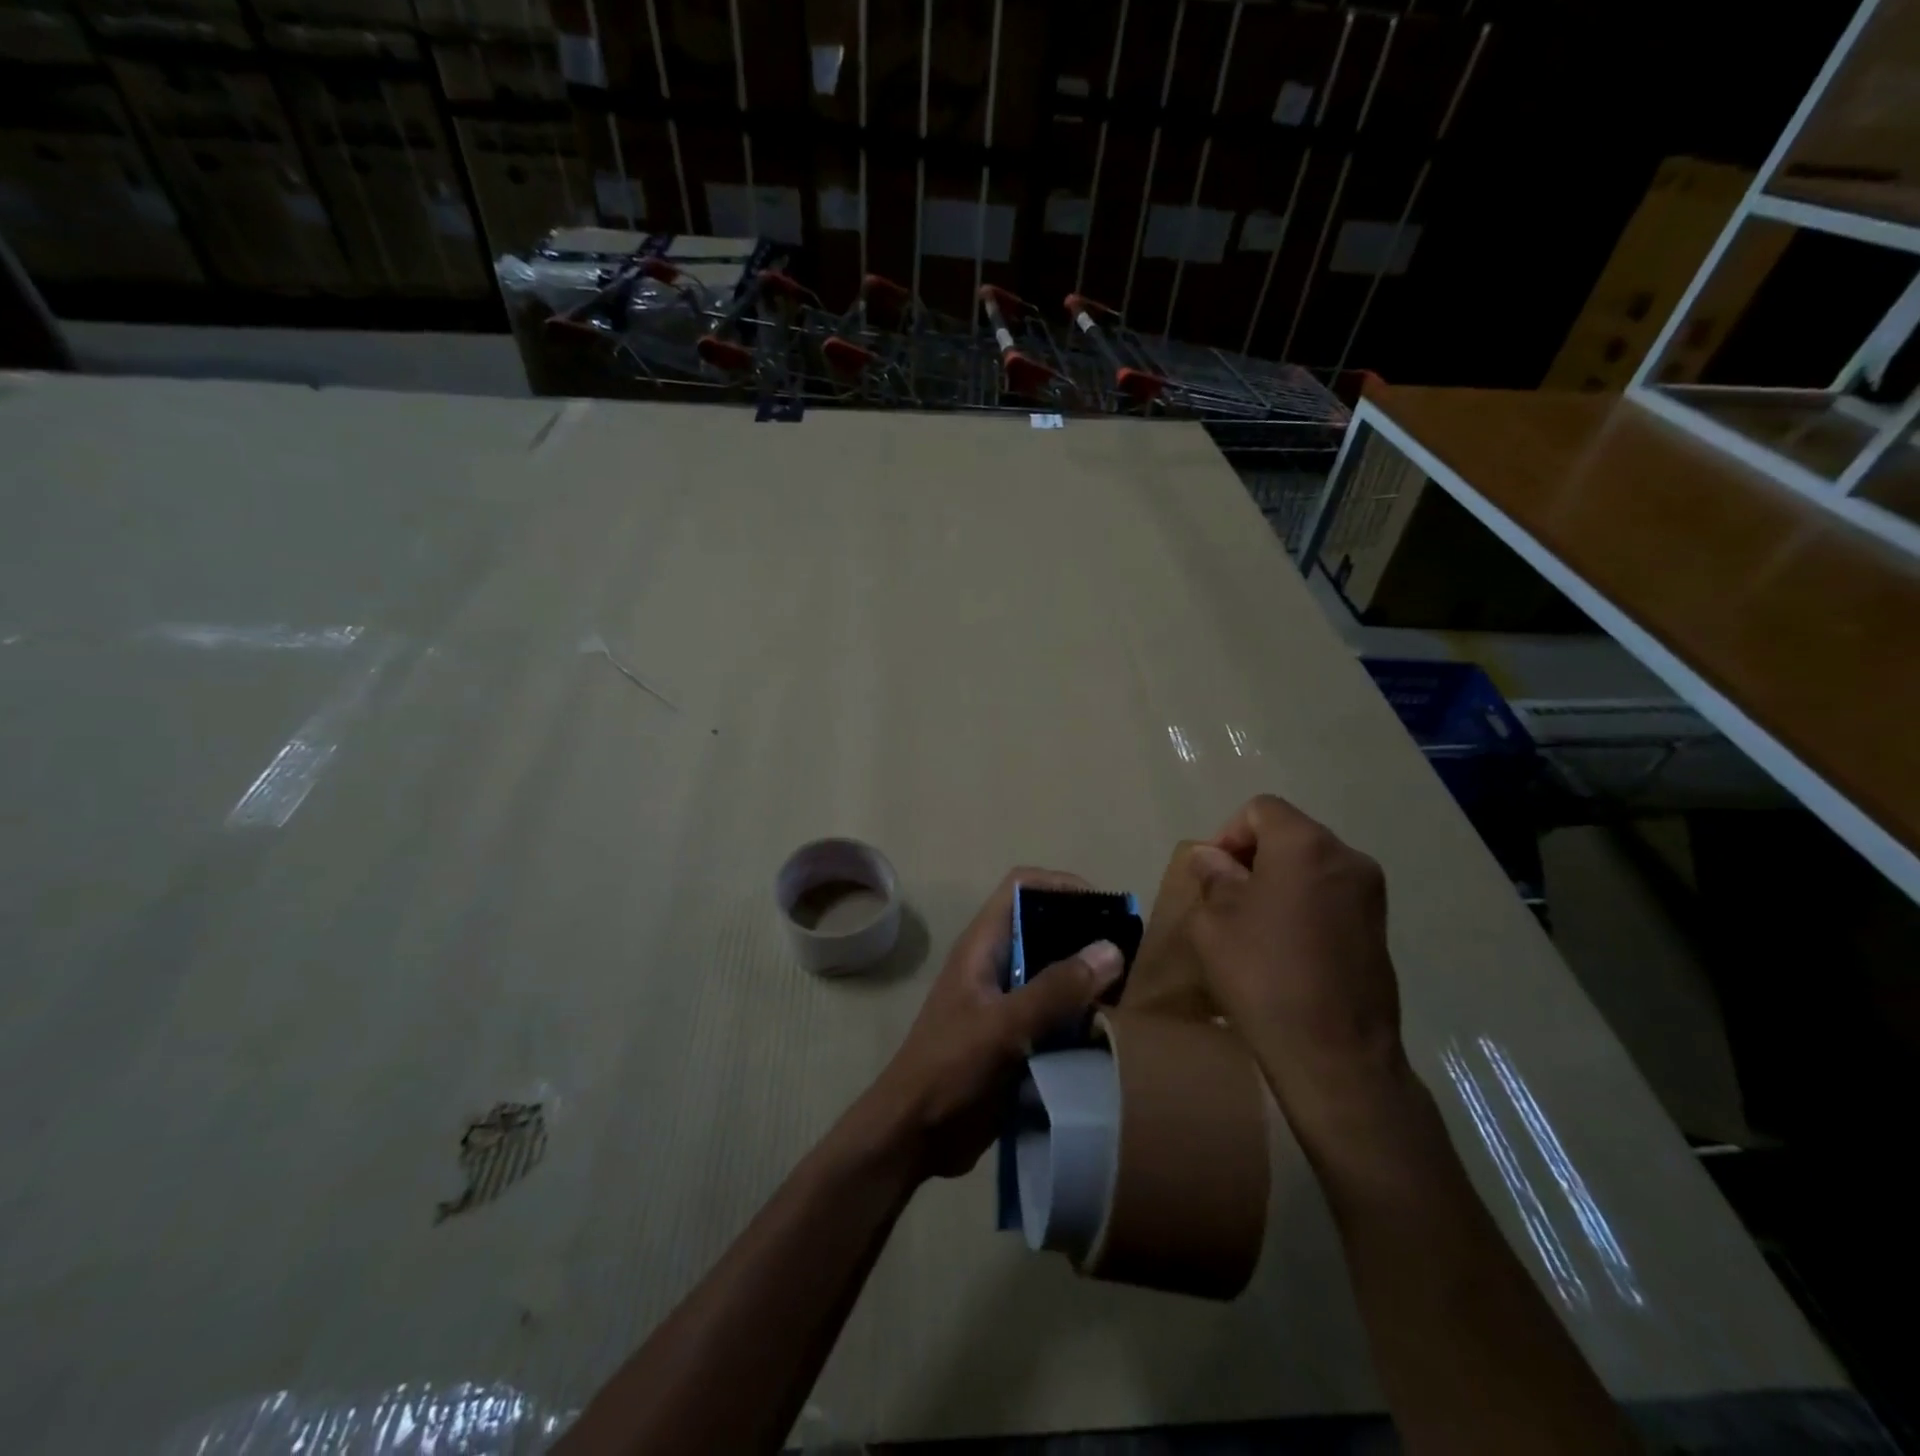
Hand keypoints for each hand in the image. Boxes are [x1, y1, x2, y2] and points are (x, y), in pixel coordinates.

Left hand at [857, 868, 1125, 1180]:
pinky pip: (1055, 1012)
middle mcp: (996, 964)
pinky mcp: (1015, 1036)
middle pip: (1044, 927)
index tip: (1104, 907)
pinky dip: (1081, 1015)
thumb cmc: (951, 1068)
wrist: (915, 1134)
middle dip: (1084, 934)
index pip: (1022, 887)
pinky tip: (1109, 1031)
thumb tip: (1112, 949)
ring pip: (1053, 972)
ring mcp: (1005, 1001)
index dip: (1061, 884)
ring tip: (1128, 992)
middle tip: (1129, 955)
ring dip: (1087, 979)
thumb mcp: (1004, 1026)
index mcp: (983, 946)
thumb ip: (1056, 989)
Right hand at [1186, 795, 1411, 1155]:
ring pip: (1311, 865)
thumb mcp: (1215, 923)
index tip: (1212, 874)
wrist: (1335, 1055)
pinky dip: (1303, 903)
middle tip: (1225, 897)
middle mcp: (1347, 857)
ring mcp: (1370, 894)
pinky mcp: (1379, 927)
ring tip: (1252, 923)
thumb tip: (1211, 858)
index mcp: (1305, 845)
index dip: (1228, 834)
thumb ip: (1213, 878)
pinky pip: (1331, 894)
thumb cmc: (1264, 977)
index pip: (1261, 810)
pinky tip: (1284, 945)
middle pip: (1289, 834)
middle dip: (1252, 856)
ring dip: (1278, 880)